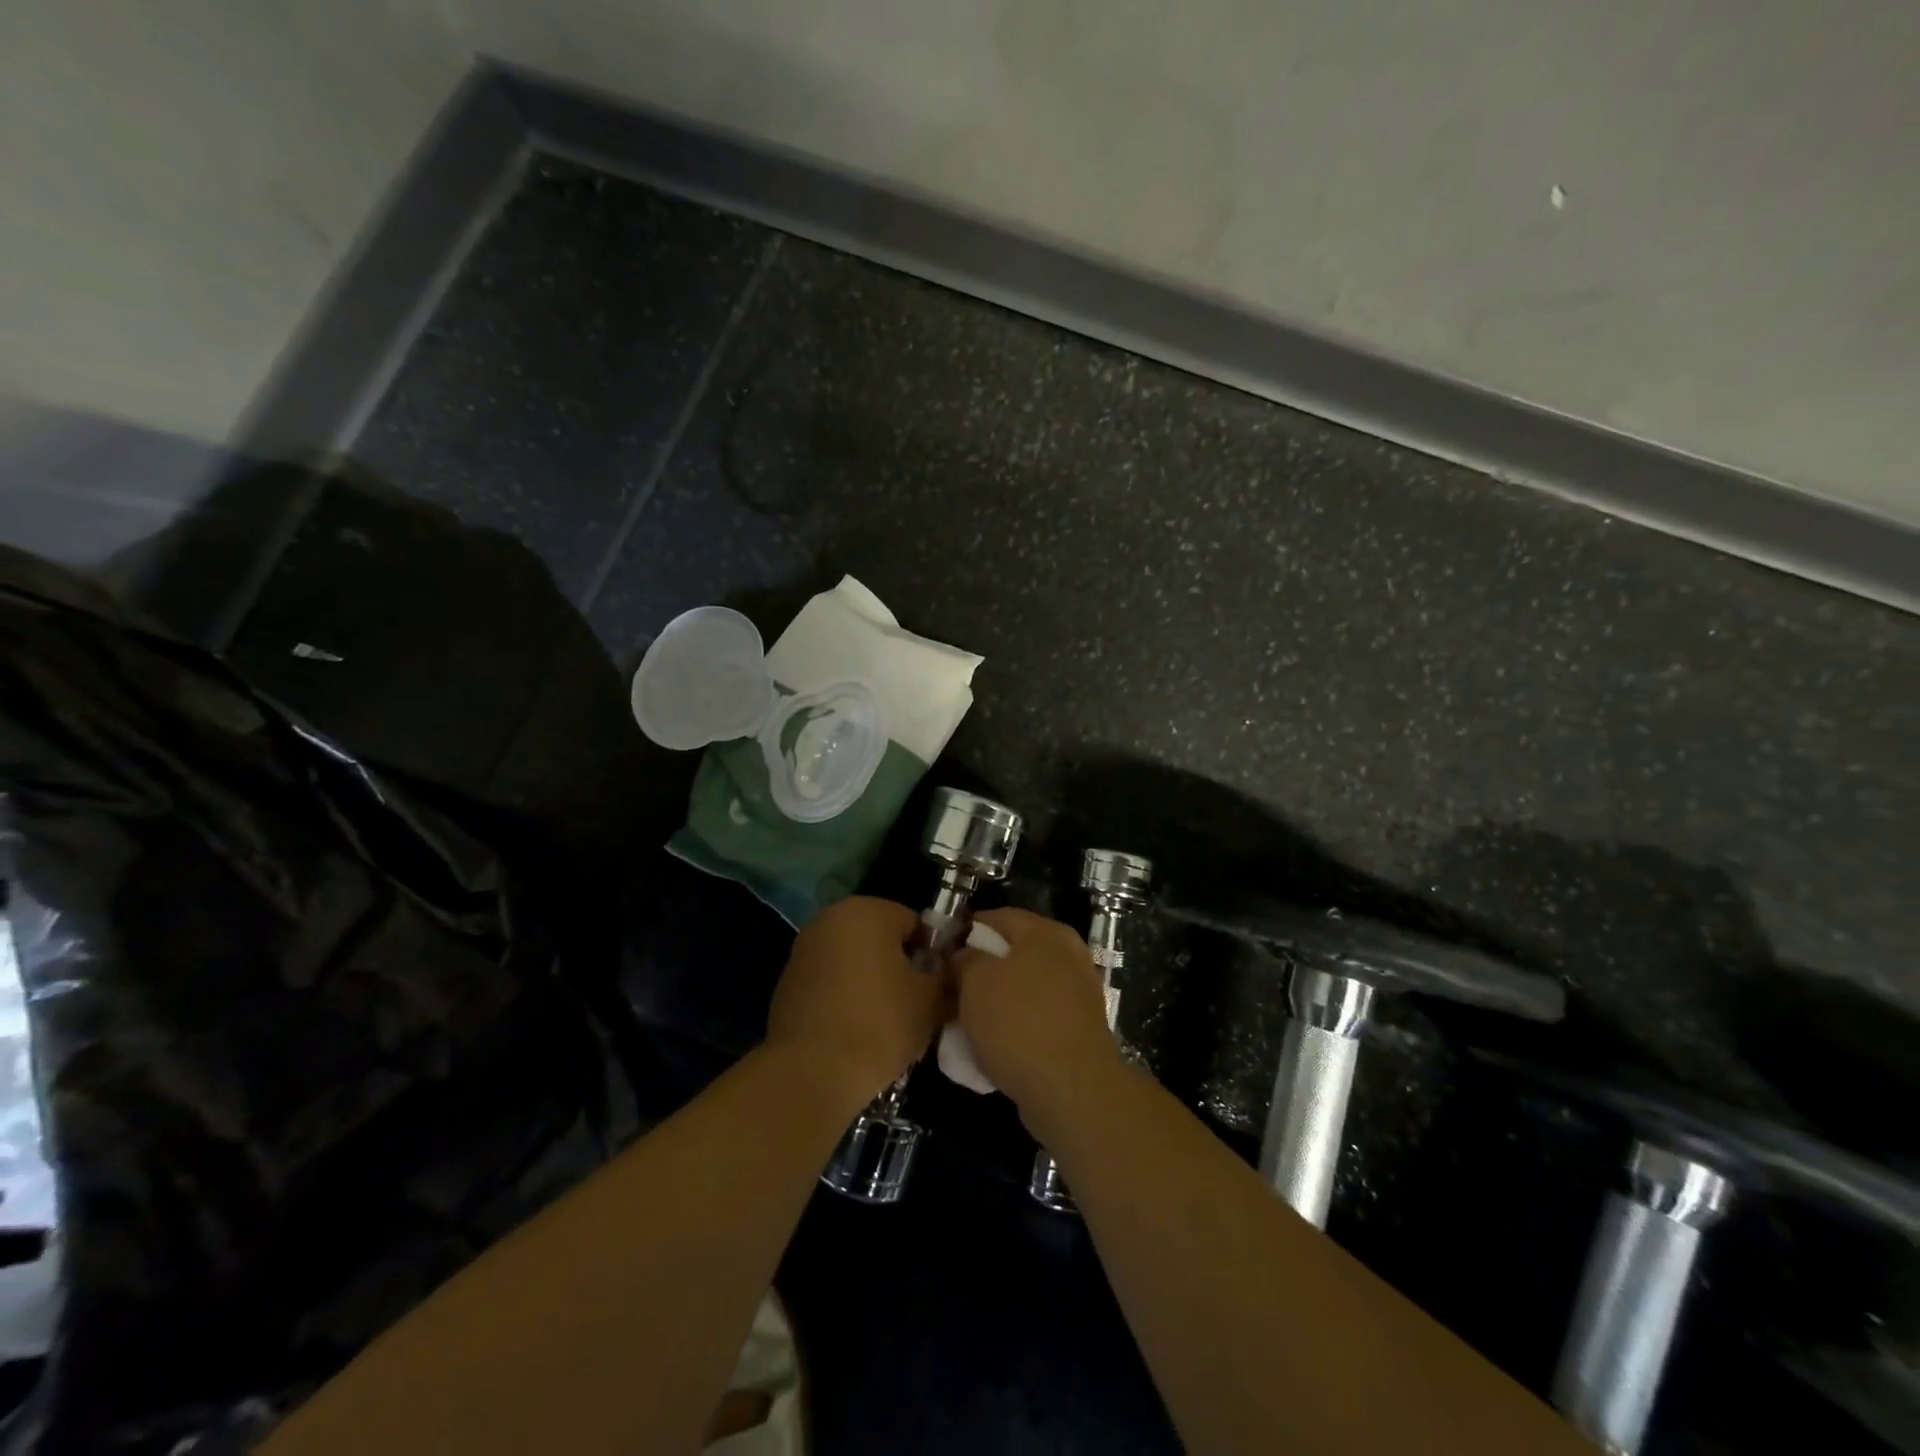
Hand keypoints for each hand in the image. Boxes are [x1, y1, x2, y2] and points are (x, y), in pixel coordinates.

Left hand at [765, 896, 947, 1105]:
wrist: (811, 1072)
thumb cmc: (880, 1023)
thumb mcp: (931, 1000)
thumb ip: (946, 975)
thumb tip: (949, 972)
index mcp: (868, 910)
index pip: (914, 923)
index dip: (932, 954)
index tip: (938, 986)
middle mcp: (831, 918)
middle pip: (881, 937)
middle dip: (900, 964)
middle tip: (916, 1002)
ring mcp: (804, 948)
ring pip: (854, 958)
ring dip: (871, 979)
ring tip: (887, 1019)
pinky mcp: (787, 980)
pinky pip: (830, 979)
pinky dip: (845, 994)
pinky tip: (856, 1027)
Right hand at [952, 908, 1124, 1127]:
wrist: (1072, 1090)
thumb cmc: (1018, 1022)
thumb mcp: (975, 981)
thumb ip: (965, 960)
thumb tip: (964, 957)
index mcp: (1046, 933)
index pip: (997, 918)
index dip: (966, 932)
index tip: (941, 954)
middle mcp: (1068, 955)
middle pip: (1013, 954)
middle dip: (980, 972)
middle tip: (951, 991)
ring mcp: (1078, 994)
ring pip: (1024, 989)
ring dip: (997, 1002)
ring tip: (967, 1024)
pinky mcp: (1079, 1030)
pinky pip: (1037, 1018)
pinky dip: (1016, 1027)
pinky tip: (993, 1047)